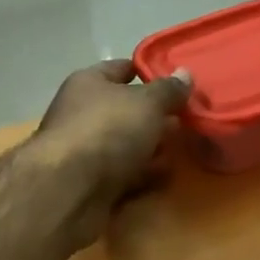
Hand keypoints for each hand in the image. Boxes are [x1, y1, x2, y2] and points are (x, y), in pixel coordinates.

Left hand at [30, 60, 191, 245]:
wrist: (71, 190)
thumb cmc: (107, 130)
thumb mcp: (147, 102)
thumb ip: (168, 90)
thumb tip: (185, 73)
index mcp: (89, 84)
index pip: (121, 69)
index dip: (149, 72)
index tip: (179, 82)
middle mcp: (84, 114)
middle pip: (126, 111)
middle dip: (156, 116)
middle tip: (189, 119)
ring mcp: (86, 152)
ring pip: (127, 145)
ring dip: (152, 149)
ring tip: (185, 149)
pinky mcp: (92, 185)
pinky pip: (126, 175)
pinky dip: (144, 176)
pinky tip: (167, 177)